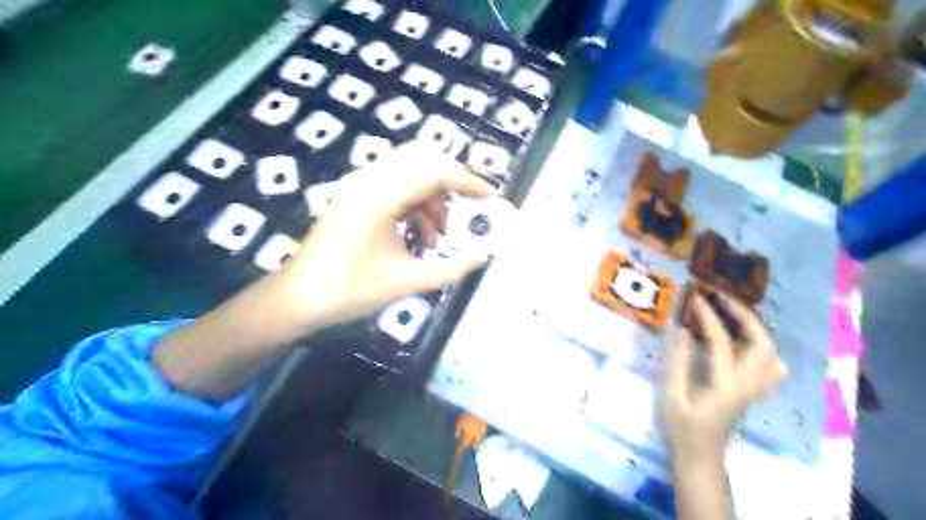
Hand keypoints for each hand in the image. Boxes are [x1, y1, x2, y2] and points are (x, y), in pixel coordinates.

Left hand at [269, 139, 499, 332]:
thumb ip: (452, 267)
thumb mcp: (407, 281)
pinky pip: (395, 184)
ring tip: (442, 234)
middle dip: (451, 179)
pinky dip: (416, 202)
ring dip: (433, 194)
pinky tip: (421, 234)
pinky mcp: (355, 195)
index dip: (468, 181)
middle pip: (422, 156)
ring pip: (409, 170)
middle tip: (469, 205)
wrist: (298, 299)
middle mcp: (368, 179)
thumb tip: (483, 256)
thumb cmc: (350, 290)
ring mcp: (358, 184)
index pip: (434, 171)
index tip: (491, 197)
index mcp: (379, 195)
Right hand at [667, 290, 788, 464]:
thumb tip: (682, 329)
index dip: (708, 316)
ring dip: (754, 328)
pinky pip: (770, 366)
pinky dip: (762, 347)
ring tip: (732, 312)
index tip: (695, 297)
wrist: (701, 456)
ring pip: (770, 352)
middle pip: (760, 342)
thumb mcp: (672, 394)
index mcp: (725, 384)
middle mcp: (747, 384)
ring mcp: (754, 389)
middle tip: (722, 298)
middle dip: (744, 315)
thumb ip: (678, 361)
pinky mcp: (753, 392)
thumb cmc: (682, 427)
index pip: (721, 341)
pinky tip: (748, 342)